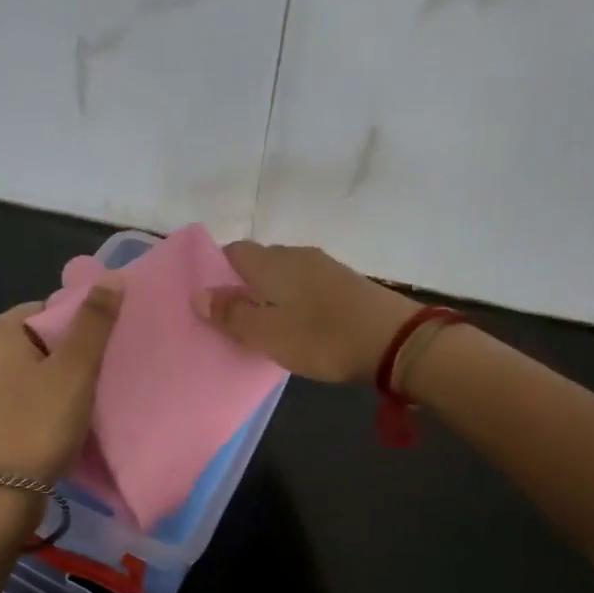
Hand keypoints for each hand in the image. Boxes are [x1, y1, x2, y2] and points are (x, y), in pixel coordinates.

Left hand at [0, 282, 122, 482]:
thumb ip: (94, 322)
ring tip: (87, 402)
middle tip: (101, 375)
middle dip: (69, 356)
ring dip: (56, 384)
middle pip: (38, 341)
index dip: (79, 324)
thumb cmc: (36, 424)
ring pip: (29, 375)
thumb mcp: (74, 370)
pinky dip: (40, 408)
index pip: (46, 309)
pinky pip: (19, 402)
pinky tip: (60, 427)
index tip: (104, 349)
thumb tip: (113, 276)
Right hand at [195, 242, 417, 383]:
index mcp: (272, 263)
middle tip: (232, 319)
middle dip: (241, 285)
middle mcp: (296, 256)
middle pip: (258, 262)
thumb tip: (198, 293)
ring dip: (269, 294)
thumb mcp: (268, 333)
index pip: (233, 251)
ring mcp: (324, 267)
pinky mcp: (345, 283)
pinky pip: (305, 285)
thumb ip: (232, 314)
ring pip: (283, 274)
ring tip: (263, 325)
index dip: (216, 271)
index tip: (209, 300)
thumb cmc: (322, 337)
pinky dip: (293, 300)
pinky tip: (297, 324)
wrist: (395, 341)